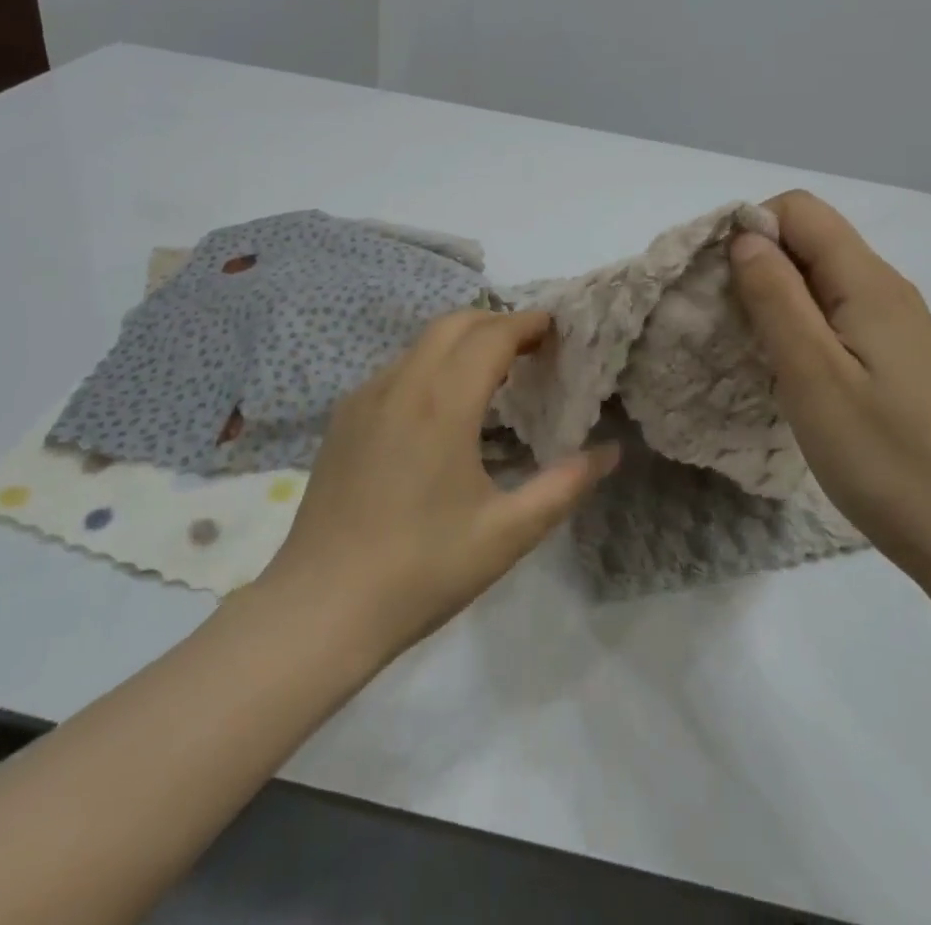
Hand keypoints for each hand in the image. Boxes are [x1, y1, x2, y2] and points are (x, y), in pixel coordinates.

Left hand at [256, 309, 619, 660]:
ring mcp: (364, 399)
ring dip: (461, 342)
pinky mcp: (343, 419)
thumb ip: (565, 486)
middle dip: (495, 322)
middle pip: (453, 324)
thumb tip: (611, 452)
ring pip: (421, 344)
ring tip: (492, 374)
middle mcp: (400, 385)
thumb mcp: (507, 534)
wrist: (320, 608)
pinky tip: (441, 408)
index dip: (526, 323)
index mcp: (442, 404)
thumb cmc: (422, 570)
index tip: (556, 327)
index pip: (491, 336)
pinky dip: (430, 366)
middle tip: (530, 346)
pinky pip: (396, 370)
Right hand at [730, 191, 930, 573]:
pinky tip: (784, 360)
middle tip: (727, 315)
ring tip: (749, 340)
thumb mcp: (811, 372)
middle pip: (810, 237)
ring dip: (774, 292)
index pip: (800, 210)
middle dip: (758, 260)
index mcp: (869, 281)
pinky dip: (796, 318)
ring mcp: (890, 319)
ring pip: (818, 273)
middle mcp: (884, 286)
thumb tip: (745, 236)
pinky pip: (832, 307)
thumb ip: (776, 296)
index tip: (721, 279)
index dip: (752, 228)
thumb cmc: (877, 453)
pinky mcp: (888, 349)